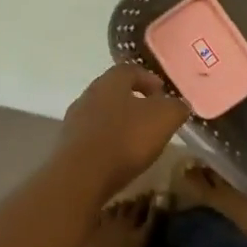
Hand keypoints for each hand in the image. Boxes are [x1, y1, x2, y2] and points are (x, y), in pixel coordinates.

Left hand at [58, 64, 189, 197]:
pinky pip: (92, 137)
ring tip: (137, 140)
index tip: (163, 93)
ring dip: (119, 123)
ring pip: (102, 115)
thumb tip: (179, 105)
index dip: (149, 79)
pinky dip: (107, 142)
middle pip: (114, 92)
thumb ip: (176, 107)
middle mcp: (88, 95)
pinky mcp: (67, 146)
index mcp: (111, 81)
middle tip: (152, 116)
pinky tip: (118, 157)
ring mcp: (74, 121)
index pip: (130, 69)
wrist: (81, 176)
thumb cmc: (126, 139)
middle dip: (134, 101)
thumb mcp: (164, 118)